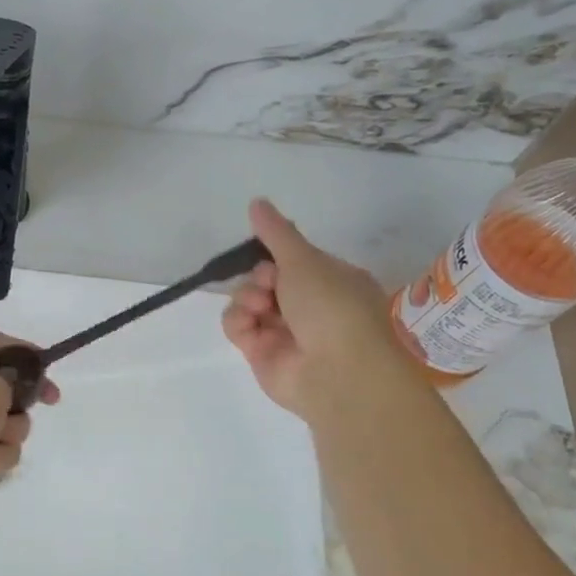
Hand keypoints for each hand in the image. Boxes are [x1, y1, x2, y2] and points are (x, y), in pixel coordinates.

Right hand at [222, 198, 405, 417]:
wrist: (338, 373)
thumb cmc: (332, 307)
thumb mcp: (305, 260)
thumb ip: (276, 233)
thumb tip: (257, 202)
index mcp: (331, 281)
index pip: (293, 260)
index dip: (277, 256)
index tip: (272, 255)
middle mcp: (309, 307)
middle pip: (265, 278)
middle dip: (261, 277)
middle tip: (269, 284)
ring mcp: (284, 332)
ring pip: (248, 300)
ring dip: (247, 297)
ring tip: (260, 307)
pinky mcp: (261, 354)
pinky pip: (237, 326)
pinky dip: (238, 322)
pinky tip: (250, 325)